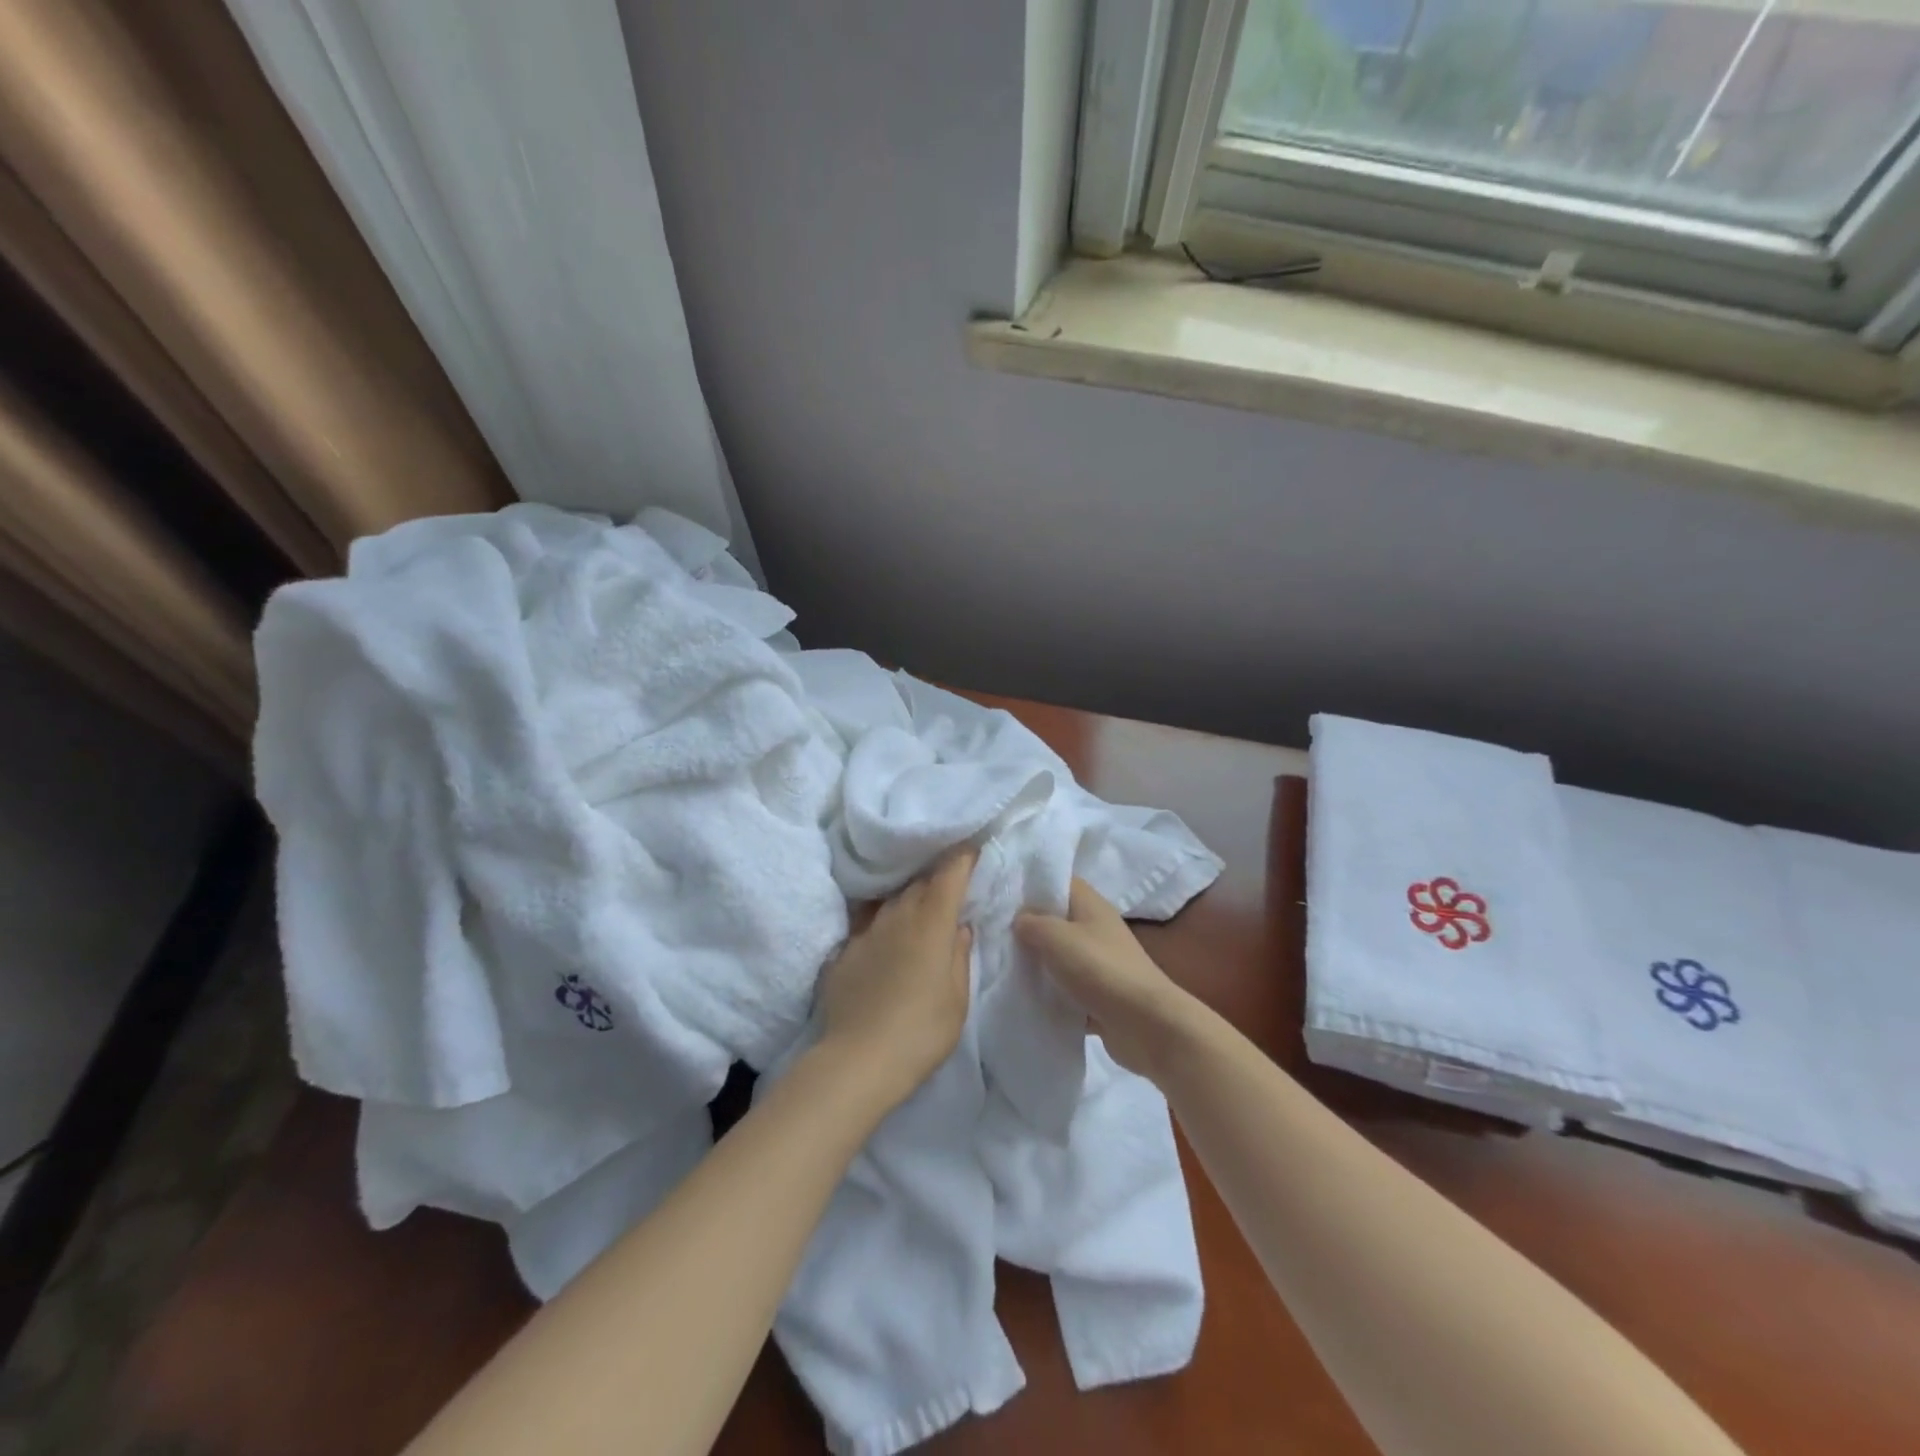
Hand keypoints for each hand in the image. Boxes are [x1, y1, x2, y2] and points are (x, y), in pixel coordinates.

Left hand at [815, 849, 975, 1109]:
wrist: (857, 1060)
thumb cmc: (921, 1031)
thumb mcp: (957, 998)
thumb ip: (959, 955)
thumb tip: (958, 926)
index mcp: (931, 923)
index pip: (949, 874)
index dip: (962, 858)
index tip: (972, 850)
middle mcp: (897, 915)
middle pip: (919, 882)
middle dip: (936, 878)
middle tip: (949, 884)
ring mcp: (866, 930)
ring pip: (891, 900)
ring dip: (907, 898)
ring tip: (917, 908)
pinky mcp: (843, 950)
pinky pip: (867, 923)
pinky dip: (882, 923)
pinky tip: (885, 939)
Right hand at [1015, 879, 1195, 1077]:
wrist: (1147, 1026)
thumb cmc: (1101, 970)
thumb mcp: (1057, 938)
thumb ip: (1032, 923)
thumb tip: (1018, 919)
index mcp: (1091, 906)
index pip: (1059, 882)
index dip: (1031, 884)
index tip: (1000, 893)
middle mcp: (1096, 929)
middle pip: (1056, 920)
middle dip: (1028, 926)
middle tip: (992, 932)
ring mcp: (1099, 963)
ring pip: (1059, 956)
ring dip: (1037, 962)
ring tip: (1000, 964)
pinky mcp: (1099, 995)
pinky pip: (1067, 989)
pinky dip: (1049, 993)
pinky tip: (1023, 998)